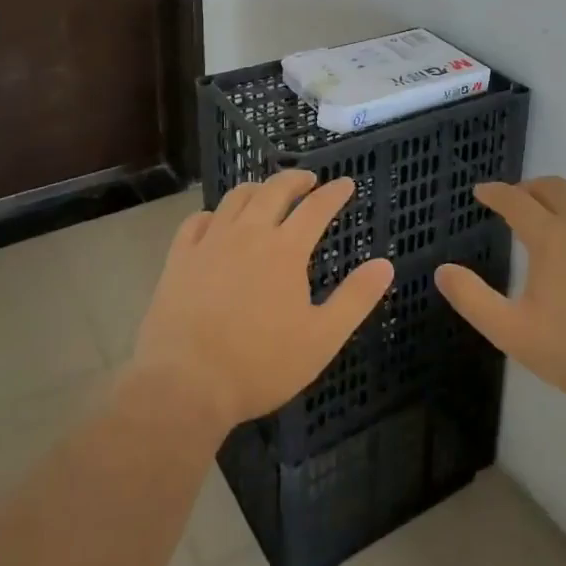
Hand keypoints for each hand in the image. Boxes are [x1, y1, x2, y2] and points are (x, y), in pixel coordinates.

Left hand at [131, 172, 394, 436]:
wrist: (184, 385)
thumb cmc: (260, 365)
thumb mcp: (321, 339)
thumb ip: (355, 299)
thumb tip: (385, 264)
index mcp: (286, 250)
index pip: (317, 207)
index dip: (334, 192)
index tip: (346, 183)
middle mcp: (249, 233)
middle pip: (275, 190)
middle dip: (296, 179)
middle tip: (308, 180)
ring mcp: (210, 242)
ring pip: (236, 198)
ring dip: (257, 189)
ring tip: (266, 193)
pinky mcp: (180, 258)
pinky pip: (197, 221)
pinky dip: (213, 213)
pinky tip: (217, 221)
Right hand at [436, 177, 565, 413]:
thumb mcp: (514, 332)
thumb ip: (474, 300)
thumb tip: (443, 271)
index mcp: (551, 237)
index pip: (516, 201)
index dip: (496, 193)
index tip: (481, 191)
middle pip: (554, 189)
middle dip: (530, 188)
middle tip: (517, 198)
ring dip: (564, 198)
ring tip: (554, 212)